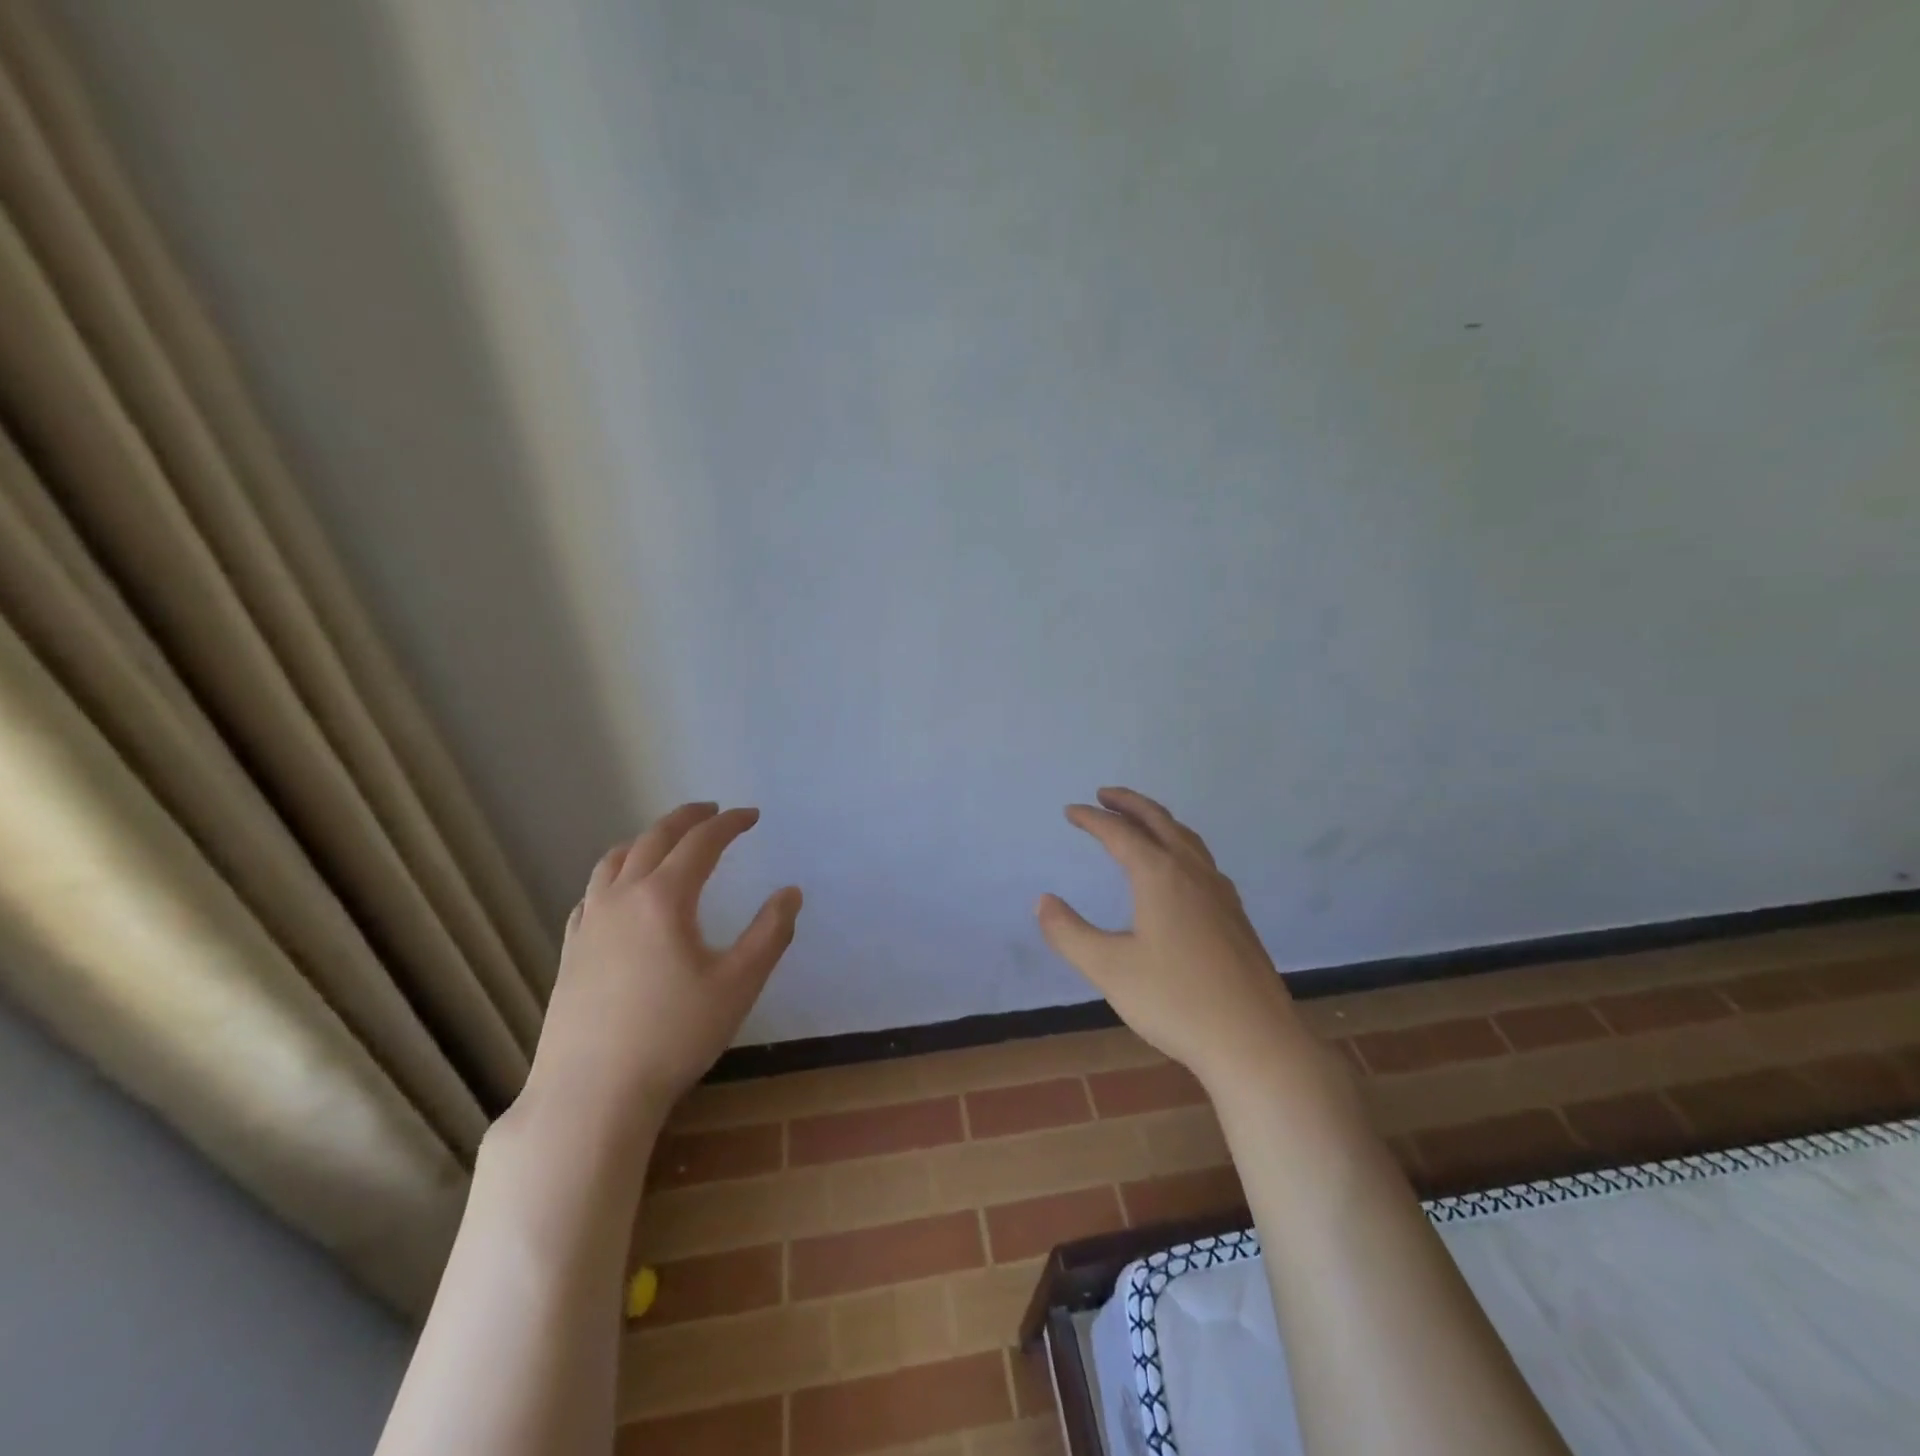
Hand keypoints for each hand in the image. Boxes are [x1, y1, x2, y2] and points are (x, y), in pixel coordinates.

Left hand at [519, 803, 801, 1141]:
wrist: (590, 1094)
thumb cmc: (673, 1036)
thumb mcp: (738, 985)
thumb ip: (770, 933)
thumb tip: (790, 893)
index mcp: (664, 897)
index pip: (701, 843)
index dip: (729, 824)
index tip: (751, 816)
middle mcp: (622, 897)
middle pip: (655, 839)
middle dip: (687, 819)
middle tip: (712, 811)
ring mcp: (589, 923)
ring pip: (615, 860)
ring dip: (647, 840)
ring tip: (667, 840)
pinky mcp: (570, 950)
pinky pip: (593, 892)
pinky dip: (616, 873)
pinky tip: (621, 892)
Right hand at [1038, 787, 1304, 1090]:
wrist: (1254, 1041)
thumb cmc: (1175, 1001)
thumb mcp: (1108, 969)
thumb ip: (1069, 932)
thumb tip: (1043, 901)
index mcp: (1160, 875)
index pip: (1119, 833)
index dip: (1092, 819)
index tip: (1070, 811)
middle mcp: (1192, 873)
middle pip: (1159, 821)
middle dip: (1129, 803)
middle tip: (1104, 794)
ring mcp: (1220, 893)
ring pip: (1187, 838)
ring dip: (1158, 820)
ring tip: (1140, 821)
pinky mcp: (1235, 915)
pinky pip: (1202, 860)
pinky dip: (1180, 845)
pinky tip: (1179, 870)